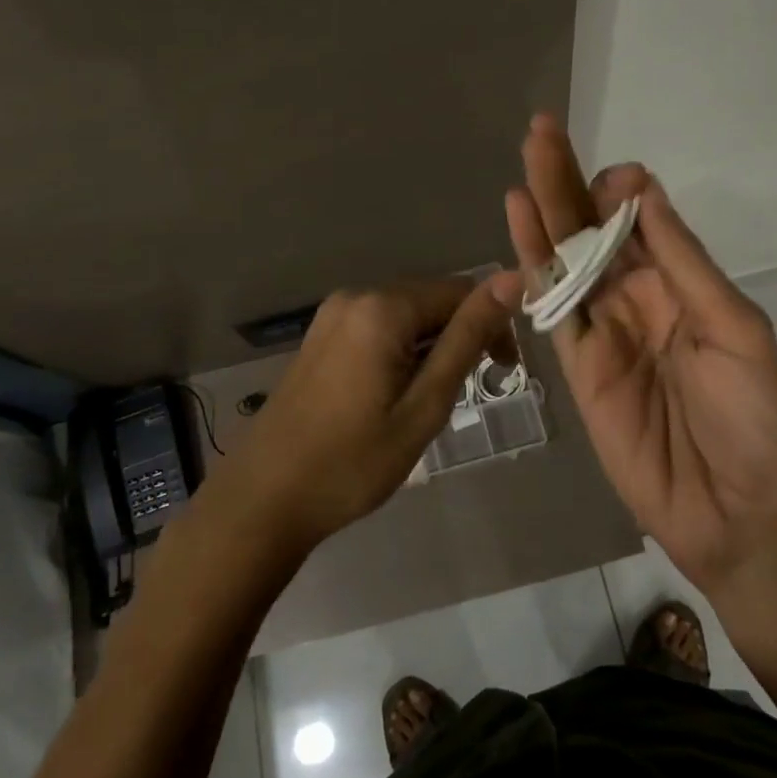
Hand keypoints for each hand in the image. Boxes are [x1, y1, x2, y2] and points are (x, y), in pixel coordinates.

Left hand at [212, 273, 522, 554]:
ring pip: (406, 316)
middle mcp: (356, 296)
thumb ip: (467, 339)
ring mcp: (332, 315)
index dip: (492, 326)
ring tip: (427, 403)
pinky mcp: (320, 336)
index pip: (461, 291)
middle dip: (460, 337)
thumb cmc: (353, 462)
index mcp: (383, 307)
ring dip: (430, 348)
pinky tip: (394, 395)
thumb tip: (512, 280)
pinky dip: (401, 352)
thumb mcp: (424, 405)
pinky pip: (378, 327)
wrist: (264, 498)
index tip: (503, 373)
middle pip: (431, 300)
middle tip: (463, 396)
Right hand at [505, 116, 776, 598]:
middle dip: (569, 179)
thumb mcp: (734, 328)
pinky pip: (551, 307)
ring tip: (526, 157)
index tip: (617, 179)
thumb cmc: (754, 418)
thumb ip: (682, 263)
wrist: (736, 512)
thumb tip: (644, 193)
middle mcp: (636, 295)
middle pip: (593, 228)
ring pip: (565, 257)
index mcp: (681, 283)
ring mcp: (602, 328)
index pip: (641, 219)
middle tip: (542, 130)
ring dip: (544, 207)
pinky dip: (532, 264)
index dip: (623, 191)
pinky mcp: (576, 364)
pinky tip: (518, 222)